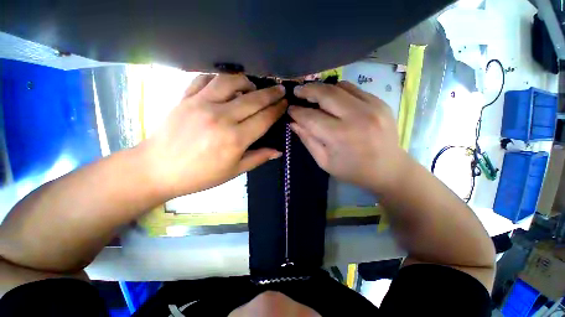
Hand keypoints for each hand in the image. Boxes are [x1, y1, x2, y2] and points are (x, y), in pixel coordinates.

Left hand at [141, 74, 286, 196]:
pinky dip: (219, 78)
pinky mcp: (185, 97)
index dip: (277, 110)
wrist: (158, 169)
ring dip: (246, 81)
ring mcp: (201, 104)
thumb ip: (258, 158)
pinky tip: (225, 85)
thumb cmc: (200, 175)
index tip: (285, 104)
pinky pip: (205, 78)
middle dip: (271, 93)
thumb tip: (278, 151)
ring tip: (252, 87)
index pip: (264, 119)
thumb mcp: (234, 171)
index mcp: (235, 139)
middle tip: (280, 90)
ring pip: (230, 81)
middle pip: (253, 99)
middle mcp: (221, 117)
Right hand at [288, 81, 407, 193]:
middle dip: (307, 90)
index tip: (290, 109)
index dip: (297, 112)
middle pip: (326, 94)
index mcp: (340, 136)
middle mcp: (356, 116)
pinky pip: (354, 88)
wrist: (389, 169)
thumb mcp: (325, 162)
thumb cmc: (353, 170)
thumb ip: (308, 140)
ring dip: (322, 88)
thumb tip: (294, 123)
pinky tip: (332, 97)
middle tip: (297, 91)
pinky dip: (338, 90)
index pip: (311, 117)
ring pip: (339, 87)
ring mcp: (372, 106)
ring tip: (312, 93)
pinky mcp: (380, 102)